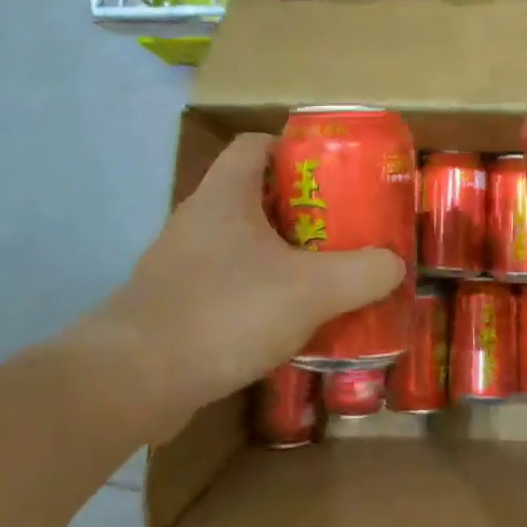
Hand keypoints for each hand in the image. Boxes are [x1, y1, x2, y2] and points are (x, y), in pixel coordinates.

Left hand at [69, 134, 404, 438]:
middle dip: (301, 210)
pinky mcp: (175, 306)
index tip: (332, 173)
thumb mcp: (310, 290)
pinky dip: (258, 294)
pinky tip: (286, 323)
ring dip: (281, 256)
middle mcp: (198, 220)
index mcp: (225, 195)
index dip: (294, 149)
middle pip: (255, 195)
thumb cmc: (223, 312)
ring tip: (324, 277)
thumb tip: (394, 264)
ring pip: (242, 244)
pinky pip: (227, 285)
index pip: (256, 144)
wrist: (132, 381)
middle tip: (343, 230)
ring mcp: (181, 264)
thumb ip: (362, 273)